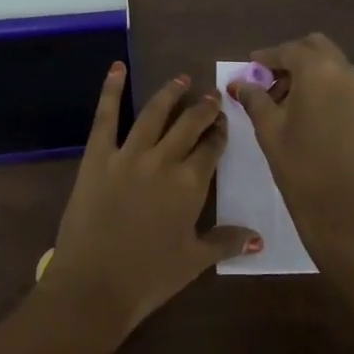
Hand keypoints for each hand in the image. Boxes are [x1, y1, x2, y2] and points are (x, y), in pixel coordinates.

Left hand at [42, 63, 262, 338]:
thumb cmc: (148, 278)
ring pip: (154, 113)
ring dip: (170, 94)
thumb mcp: (193, 261)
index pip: (211, 148)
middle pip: (189, 124)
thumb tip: (259, 237)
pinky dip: (111, 90)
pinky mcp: (98, 155)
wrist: (94, 286)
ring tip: (181, 80)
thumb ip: (226, 242)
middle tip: (211, 95)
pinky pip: (106, 116)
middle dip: (203, 108)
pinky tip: (117, 68)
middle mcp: (164, 159)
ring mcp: (129, 154)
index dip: (219, 133)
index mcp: (190, 184)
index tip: (223, 122)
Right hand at [229, 33, 353, 272]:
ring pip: (329, 64)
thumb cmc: (300, 167)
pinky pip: (340, 83)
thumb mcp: (269, 129)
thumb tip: (239, 83)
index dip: (266, 57)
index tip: (249, 67)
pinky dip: (321, 85)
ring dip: (306, 71)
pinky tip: (302, 112)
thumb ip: (254, 98)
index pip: (288, 50)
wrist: (344, 213)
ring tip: (281, 100)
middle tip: (267, 81)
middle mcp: (343, 72)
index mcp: (318, 70)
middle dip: (290, 58)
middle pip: (314, 47)